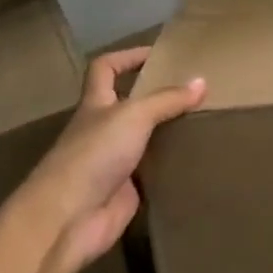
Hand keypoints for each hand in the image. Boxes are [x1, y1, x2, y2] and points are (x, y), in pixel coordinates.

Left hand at [23, 48, 205, 272]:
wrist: (69, 218)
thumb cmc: (94, 154)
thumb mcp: (134, 116)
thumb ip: (167, 99)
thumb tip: (202, 81)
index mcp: (96, 104)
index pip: (105, 68)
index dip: (127, 56)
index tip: (158, 54)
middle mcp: (102, 129)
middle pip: (128, 104)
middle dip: (156, 96)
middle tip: (193, 90)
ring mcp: (112, 162)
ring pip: (143, 139)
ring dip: (167, 132)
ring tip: (203, 121)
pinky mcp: (125, 191)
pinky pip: (153, 172)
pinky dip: (170, 166)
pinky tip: (196, 159)